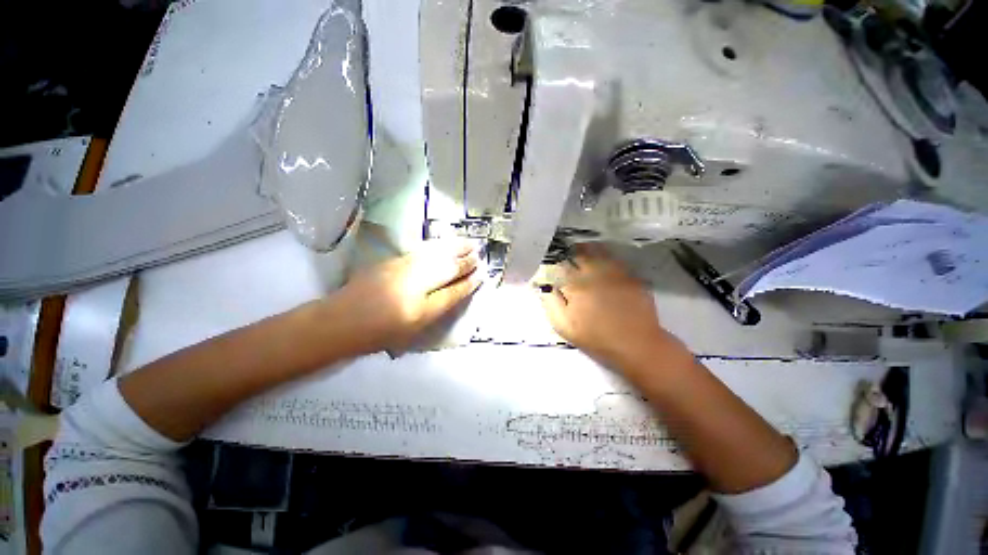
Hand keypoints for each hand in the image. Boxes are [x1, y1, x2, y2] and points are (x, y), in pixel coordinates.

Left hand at [330, 239, 481, 353]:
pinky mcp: (393, 261)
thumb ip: (437, 308)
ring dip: (454, 248)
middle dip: (465, 260)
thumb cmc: (379, 332)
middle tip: (479, 254)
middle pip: (447, 267)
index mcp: (421, 307)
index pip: (453, 290)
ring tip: (469, 243)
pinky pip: (423, 251)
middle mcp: (415, 283)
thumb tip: (456, 291)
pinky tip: (445, 244)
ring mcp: (403, 268)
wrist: (340, 320)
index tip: (482, 274)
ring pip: (436, 254)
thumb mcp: (414, 327)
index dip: (469, 282)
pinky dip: (438, 246)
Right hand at [540, 243, 675, 369]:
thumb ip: (551, 304)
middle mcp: (594, 273)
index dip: (556, 264)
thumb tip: (547, 286)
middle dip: (572, 252)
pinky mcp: (631, 276)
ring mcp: (615, 273)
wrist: (636, 345)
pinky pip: (615, 259)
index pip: (561, 266)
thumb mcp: (564, 326)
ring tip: (583, 250)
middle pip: (580, 254)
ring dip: (588, 249)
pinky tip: (603, 260)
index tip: (554, 266)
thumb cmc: (596, 338)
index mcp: (576, 285)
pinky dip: (606, 256)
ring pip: (599, 252)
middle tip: (568, 253)